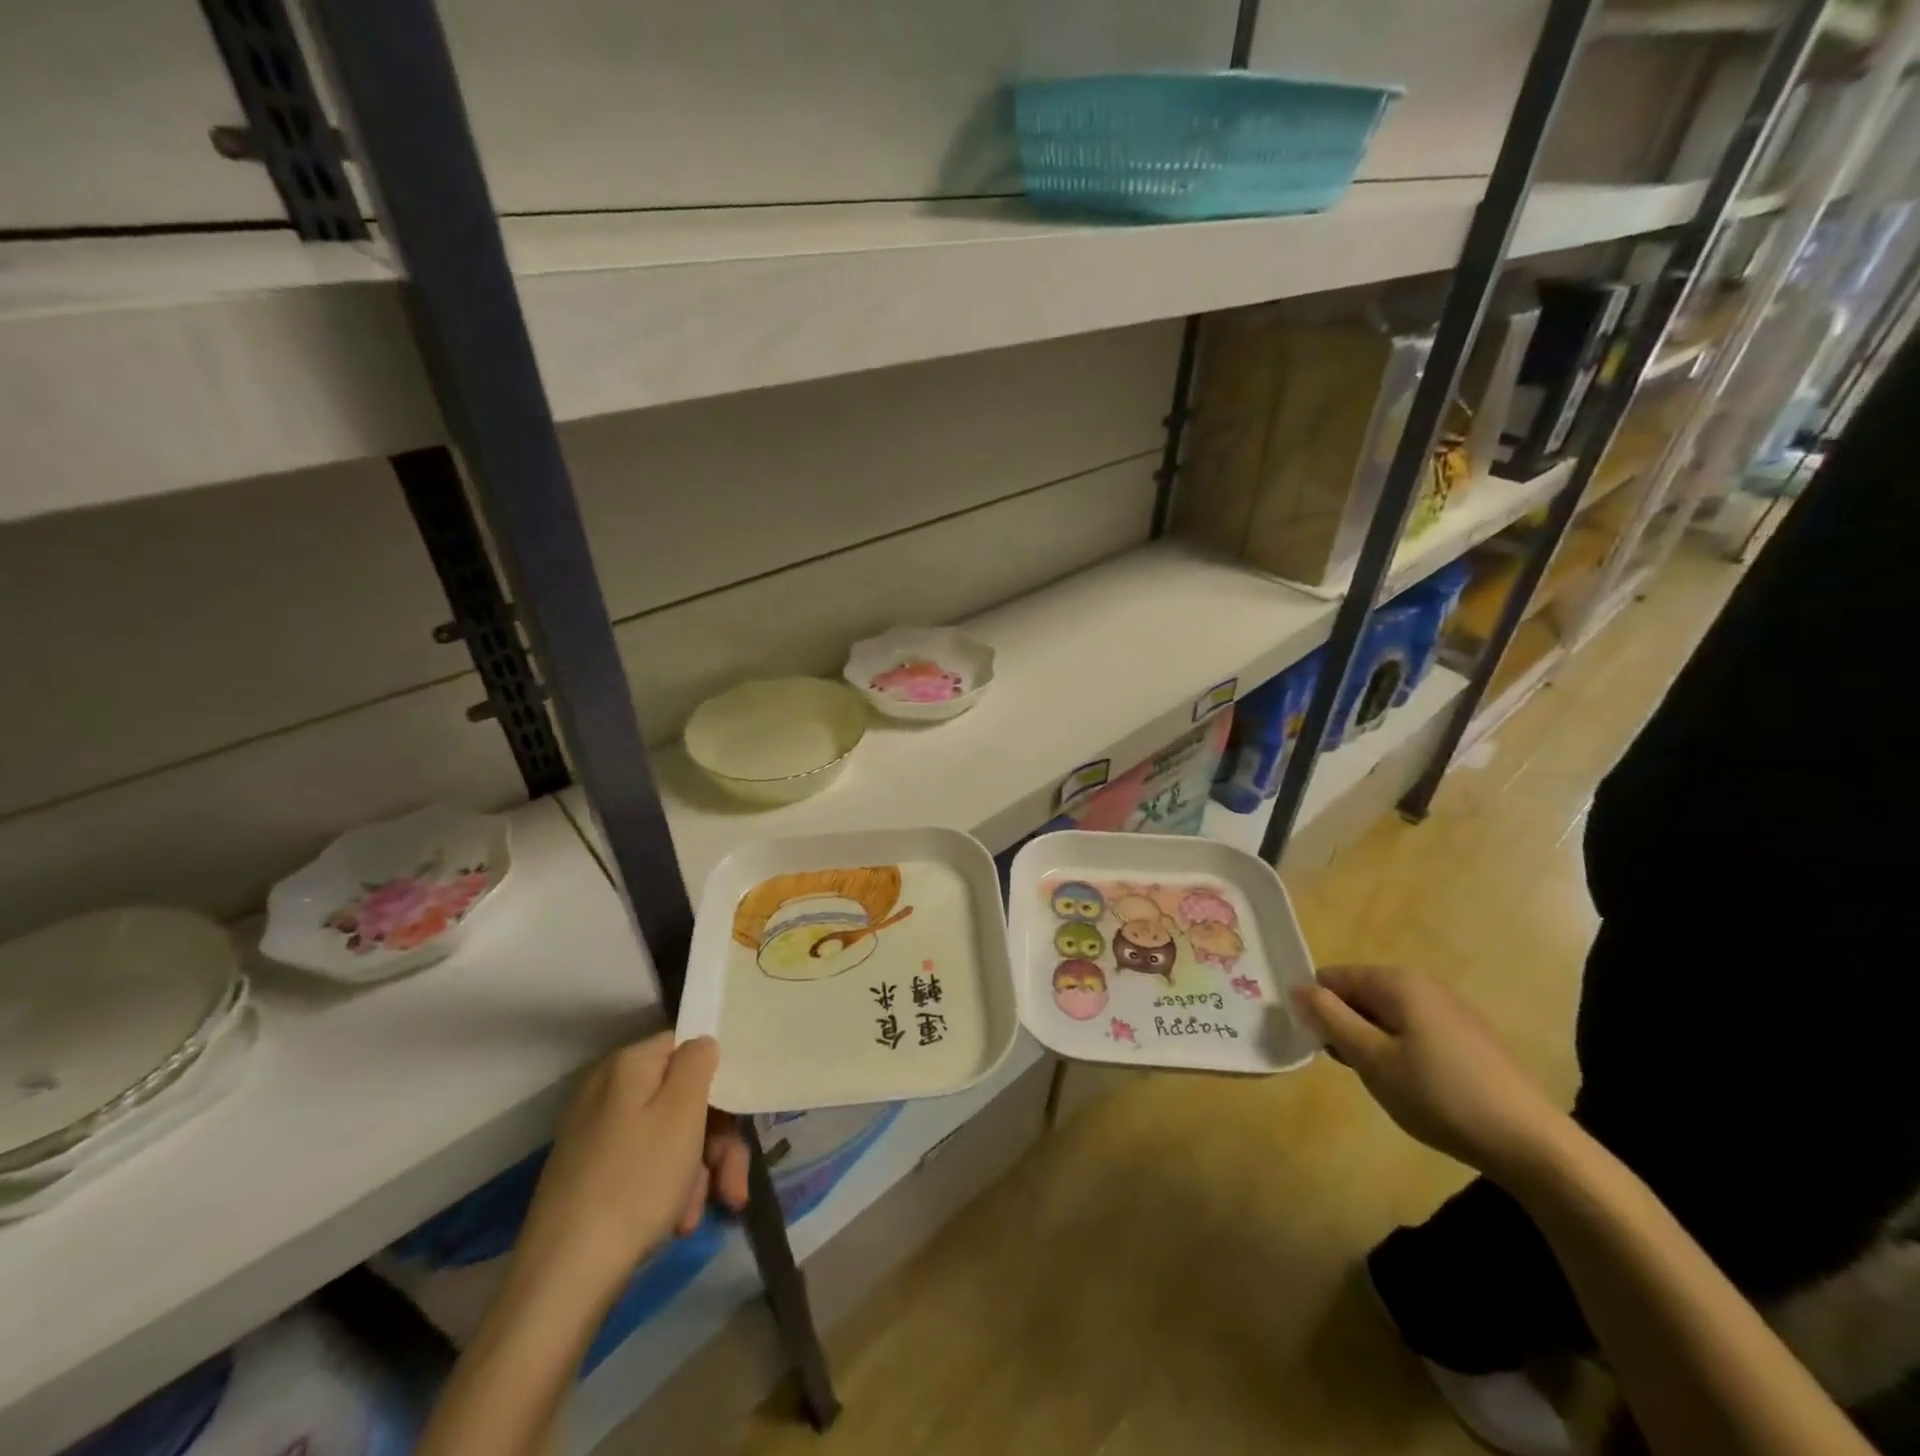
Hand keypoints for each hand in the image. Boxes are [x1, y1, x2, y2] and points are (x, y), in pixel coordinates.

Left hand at [509, 1035, 750, 1308]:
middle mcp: (608, 1090)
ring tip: (695, 1216)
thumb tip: (702, 1042)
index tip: (740, 1120)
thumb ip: (697, 1063)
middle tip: (732, 1185)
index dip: (719, 1080)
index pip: (688, 1048)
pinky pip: (645, 1165)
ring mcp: (595, 1133)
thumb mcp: (681, 1113)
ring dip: (696, 1173)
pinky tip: (675, 1224)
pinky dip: (667, 1190)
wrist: (562, 1281)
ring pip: (669, 1136)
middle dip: (714, 1141)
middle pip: (682, 1098)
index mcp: (628, 1065)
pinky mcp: (590, 1173)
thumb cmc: (635, 1184)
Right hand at [1291, 964, 1571, 1187]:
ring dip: (1372, 1042)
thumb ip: (1329, 1019)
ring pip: (1386, 1015)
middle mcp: (1423, 984)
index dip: (1319, 1010)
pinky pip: (1414, 1030)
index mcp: (1397, 982)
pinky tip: (1416, 1087)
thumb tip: (1296, 988)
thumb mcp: (1371, 1059)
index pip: (1332, 978)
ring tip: (1384, 1082)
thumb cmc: (1440, 1096)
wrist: (1532, 1145)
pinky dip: (1401, 1050)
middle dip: (1346, 1026)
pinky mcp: (1469, 1037)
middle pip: (1360, 994)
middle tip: (1354, 1069)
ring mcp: (1451, 1010)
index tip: (1323, 1048)